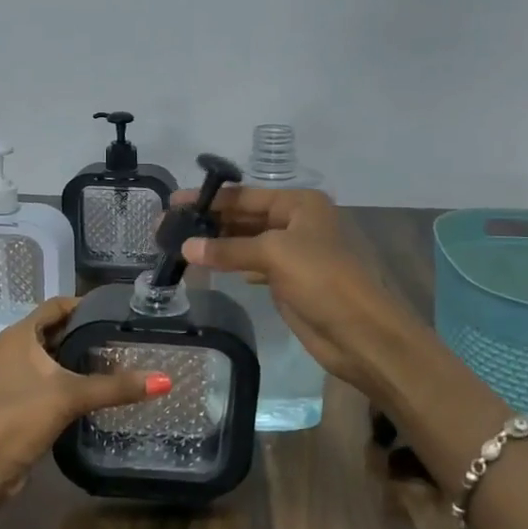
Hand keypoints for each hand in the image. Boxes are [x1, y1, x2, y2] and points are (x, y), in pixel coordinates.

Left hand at [0, 296, 167, 528]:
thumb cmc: (16, 419)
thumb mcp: (68, 397)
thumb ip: (115, 387)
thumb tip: (165, 380)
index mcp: (20, 335)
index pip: (57, 305)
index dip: (87, 305)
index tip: (122, 310)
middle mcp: (16, 350)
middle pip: (58, 331)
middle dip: (90, 333)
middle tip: (129, 337)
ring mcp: (16, 378)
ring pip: (56, 360)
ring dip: (83, 360)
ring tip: (124, 361)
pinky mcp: (21, 404)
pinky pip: (53, 384)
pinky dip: (75, 383)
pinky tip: (101, 391)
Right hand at [175, 186, 422, 404]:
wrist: (360, 332)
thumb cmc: (322, 279)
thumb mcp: (274, 254)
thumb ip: (228, 250)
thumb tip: (186, 248)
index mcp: (300, 204)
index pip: (245, 196)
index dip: (208, 199)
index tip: (173, 203)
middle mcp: (297, 222)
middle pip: (244, 217)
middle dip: (209, 222)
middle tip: (167, 228)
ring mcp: (294, 253)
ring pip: (247, 242)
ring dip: (217, 244)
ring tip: (179, 246)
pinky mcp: (289, 281)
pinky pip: (253, 265)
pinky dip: (231, 265)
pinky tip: (208, 267)